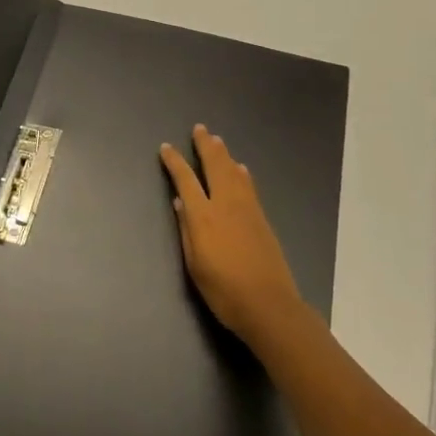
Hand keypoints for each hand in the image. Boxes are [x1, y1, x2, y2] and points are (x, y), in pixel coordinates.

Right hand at [160, 125, 317, 353]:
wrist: (269, 306)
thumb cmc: (224, 291)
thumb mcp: (195, 264)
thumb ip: (187, 230)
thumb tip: (180, 202)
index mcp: (204, 216)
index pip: (186, 180)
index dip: (175, 162)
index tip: (166, 148)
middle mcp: (226, 205)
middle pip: (215, 167)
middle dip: (205, 146)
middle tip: (199, 129)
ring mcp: (247, 210)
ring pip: (234, 172)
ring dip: (224, 154)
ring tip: (217, 140)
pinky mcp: (262, 219)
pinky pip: (249, 186)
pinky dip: (241, 172)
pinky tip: (240, 168)